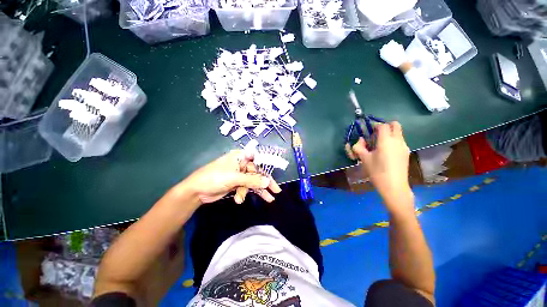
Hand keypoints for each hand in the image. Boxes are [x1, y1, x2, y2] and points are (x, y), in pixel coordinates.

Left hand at [182, 150, 280, 204]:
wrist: (196, 192)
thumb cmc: (214, 178)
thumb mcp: (234, 178)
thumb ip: (252, 180)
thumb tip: (268, 181)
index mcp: (240, 157)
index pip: (258, 159)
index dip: (267, 165)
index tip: (276, 172)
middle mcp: (241, 164)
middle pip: (257, 173)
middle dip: (266, 182)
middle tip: (276, 191)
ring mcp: (239, 174)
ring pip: (253, 182)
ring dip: (258, 191)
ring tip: (269, 200)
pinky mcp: (236, 183)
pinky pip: (246, 188)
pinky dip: (244, 194)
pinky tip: (239, 199)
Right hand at [351, 122, 412, 211]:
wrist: (394, 186)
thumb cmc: (377, 171)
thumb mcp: (364, 159)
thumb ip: (359, 147)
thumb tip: (360, 140)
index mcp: (386, 140)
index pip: (382, 125)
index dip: (375, 125)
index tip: (369, 131)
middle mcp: (397, 140)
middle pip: (395, 125)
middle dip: (385, 126)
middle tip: (376, 135)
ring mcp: (404, 146)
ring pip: (398, 133)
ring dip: (389, 134)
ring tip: (380, 145)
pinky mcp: (406, 153)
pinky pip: (400, 141)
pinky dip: (393, 141)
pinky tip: (386, 152)